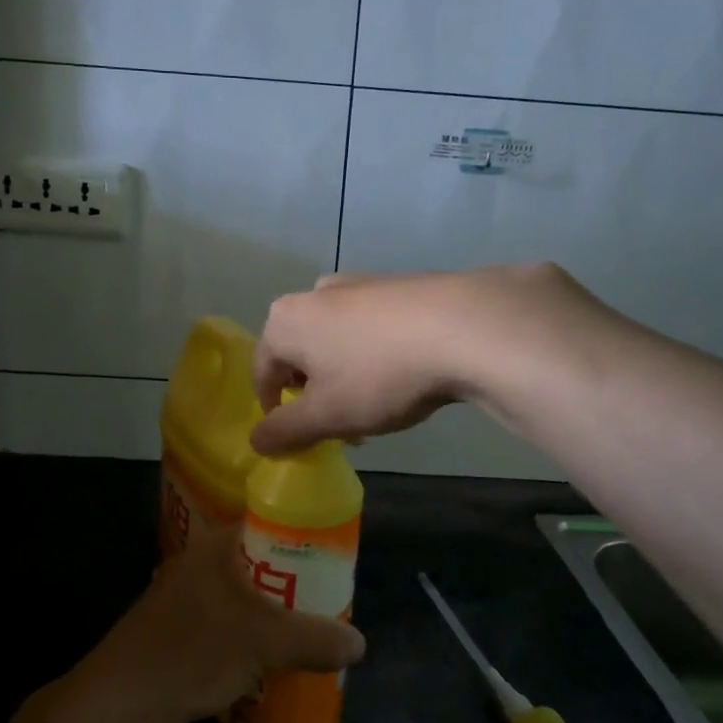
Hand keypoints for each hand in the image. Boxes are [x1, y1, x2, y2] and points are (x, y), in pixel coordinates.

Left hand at [62, 525, 365, 722]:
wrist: (120, 700)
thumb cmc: (192, 652)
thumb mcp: (263, 645)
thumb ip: (314, 640)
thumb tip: (359, 644)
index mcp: (218, 545)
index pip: (272, 524)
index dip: (306, 540)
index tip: (335, 565)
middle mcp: (201, 560)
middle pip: (262, 561)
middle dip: (295, 584)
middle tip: (328, 605)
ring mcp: (186, 594)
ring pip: (245, 594)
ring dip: (273, 612)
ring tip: (307, 634)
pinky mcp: (178, 626)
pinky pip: (227, 619)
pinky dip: (250, 633)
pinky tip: (268, 658)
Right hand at [251, 263, 589, 454]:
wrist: (465, 325)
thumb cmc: (380, 374)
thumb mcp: (326, 415)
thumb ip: (284, 431)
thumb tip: (257, 440)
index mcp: (286, 320)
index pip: (263, 372)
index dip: (274, 411)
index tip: (297, 438)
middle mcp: (316, 294)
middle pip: (301, 353)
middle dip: (315, 392)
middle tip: (341, 424)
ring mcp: (360, 283)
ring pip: (338, 339)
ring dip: (346, 374)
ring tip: (377, 403)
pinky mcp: (399, 284)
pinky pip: (373, 326)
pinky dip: (376, 353)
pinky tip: (406, 373)